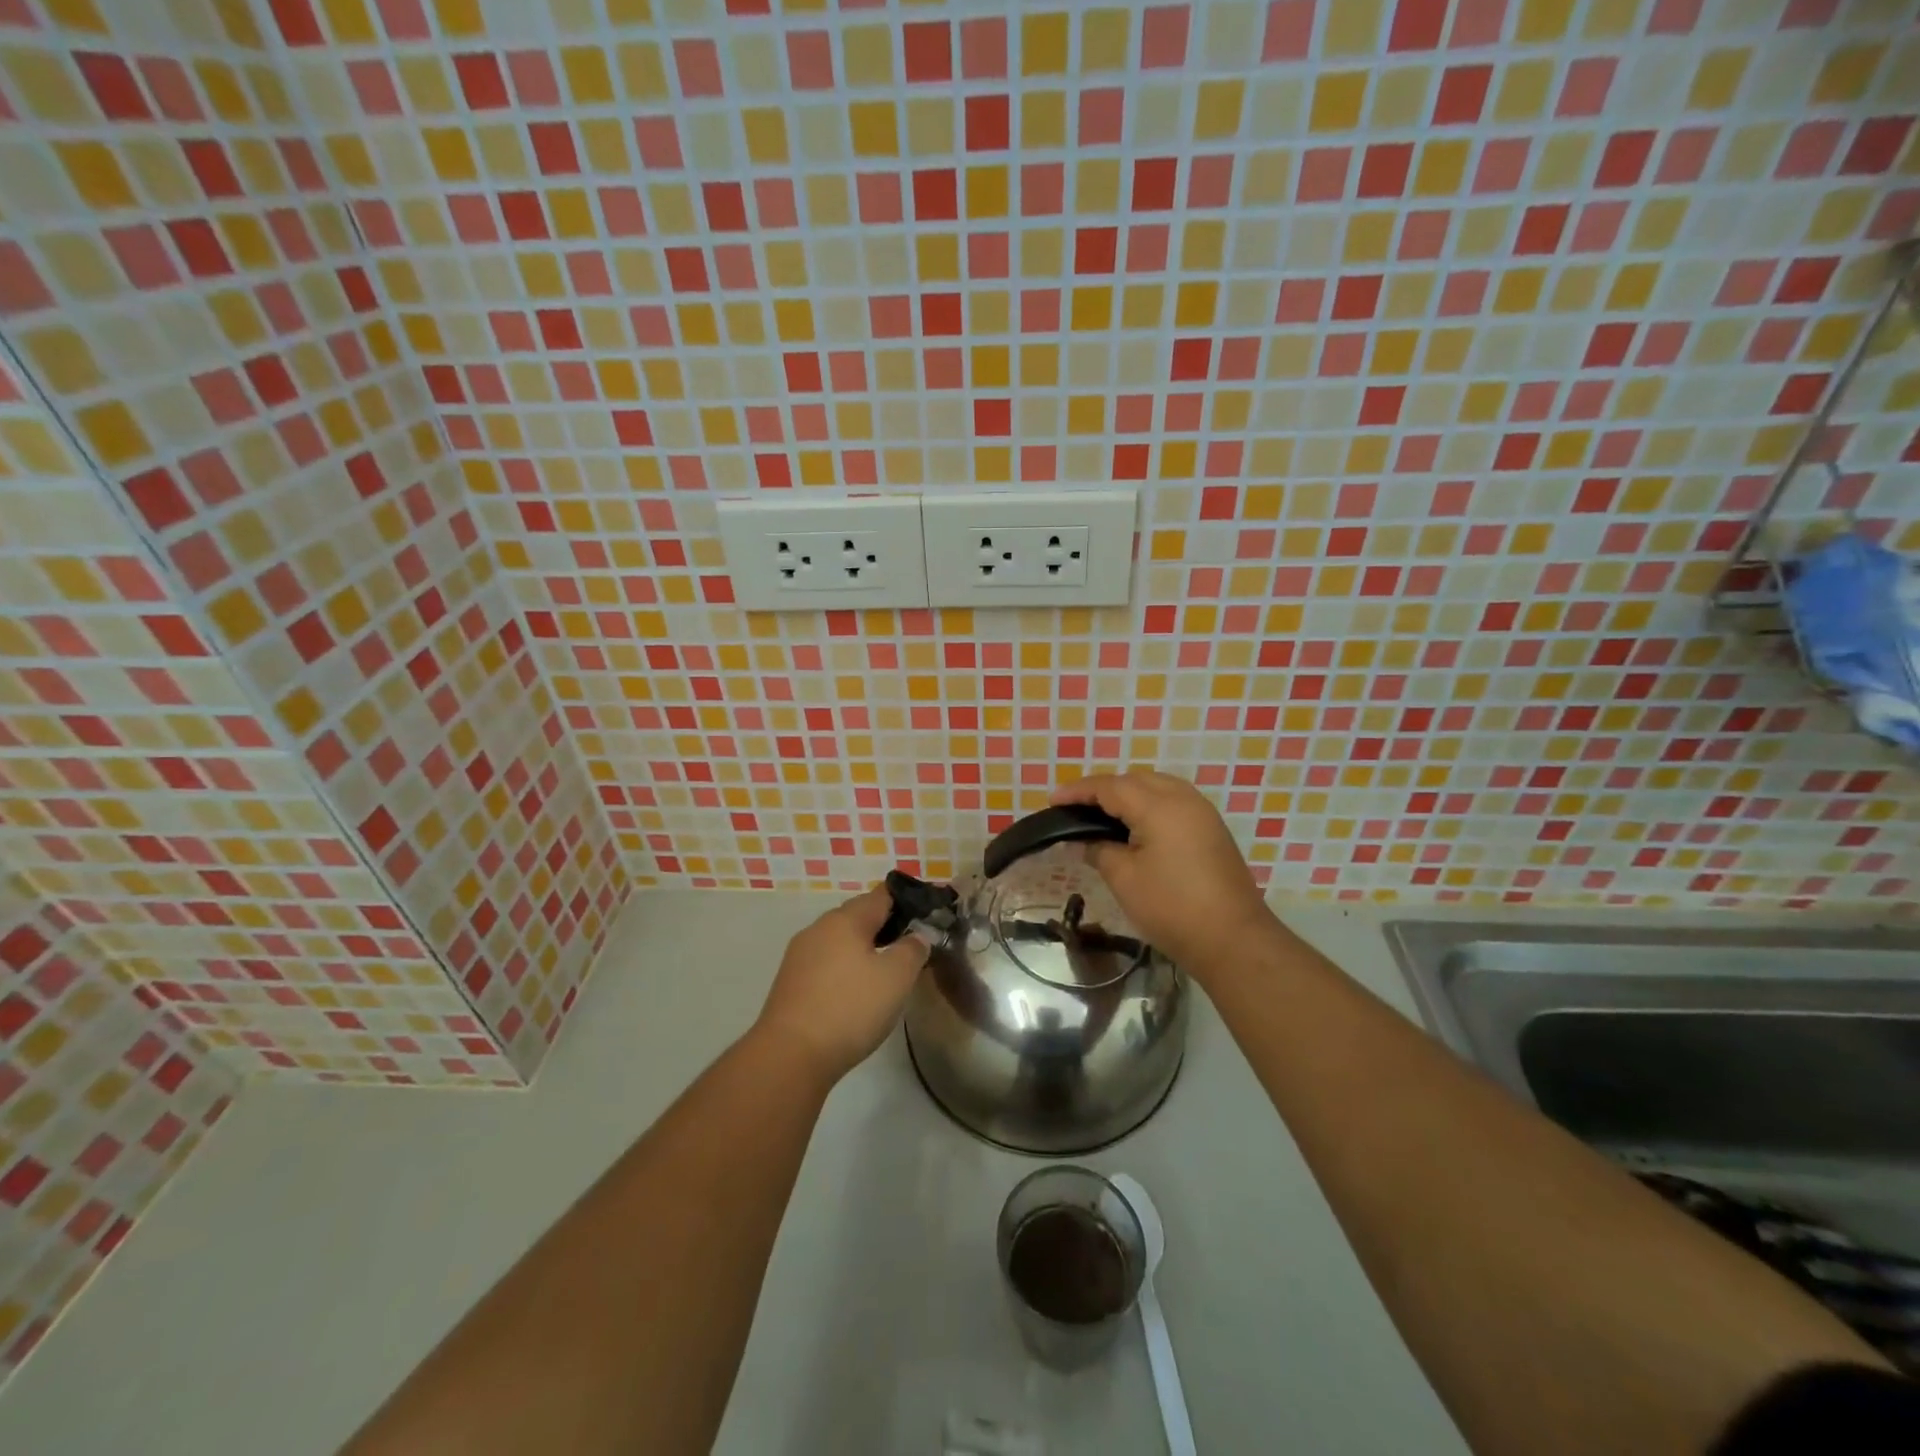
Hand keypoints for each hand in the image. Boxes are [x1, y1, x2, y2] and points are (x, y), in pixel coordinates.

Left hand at [752, 887, 928, 1083]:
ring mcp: (799, 956)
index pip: (881, 895)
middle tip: (909, 948)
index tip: (925, 917)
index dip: (905, 901)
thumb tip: (916, 936)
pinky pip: (825, 964)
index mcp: (846, 919)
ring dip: (862, 951)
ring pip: (840, 941)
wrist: (790, 1056)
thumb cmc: (850, 1008)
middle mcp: (819, 928)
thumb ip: (913, 949)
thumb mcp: (897, 978)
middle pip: (858, 917)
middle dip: (884, 927)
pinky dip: (843, 970)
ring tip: (884, 973)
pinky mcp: (789, 983)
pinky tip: (854, 994)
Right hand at [1051, 771, 1272, 976]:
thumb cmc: (1172, 908)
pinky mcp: (1212, 830)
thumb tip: (1086, 841)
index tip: (1052, 801)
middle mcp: (1183, 799)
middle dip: (1103, 789)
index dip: (1078, 792)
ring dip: (1128, 794)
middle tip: (1076, 808)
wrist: (1234, 939)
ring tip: (1102, 815)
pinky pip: (1173, 802)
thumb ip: (1100, 850)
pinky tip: (1134, 826)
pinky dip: (1148, 805)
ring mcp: (1202, 813)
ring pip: (1157, 787)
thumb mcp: (1125, 879)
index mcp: (1159, 806)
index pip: (1110, 787)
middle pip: (1135, 780)